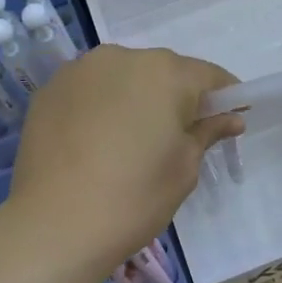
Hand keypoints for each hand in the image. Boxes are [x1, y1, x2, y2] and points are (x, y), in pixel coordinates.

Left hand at [6, 45, 241, 277]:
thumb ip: (207, 132)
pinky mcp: (50, 90)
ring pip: (123, 77)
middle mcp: (122, 57)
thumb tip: (230, 118)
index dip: (225, 97)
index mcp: (165, 73)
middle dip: (177, 97)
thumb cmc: (134, 198)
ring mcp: (80, 70)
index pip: (209, 76)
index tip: (231, 118)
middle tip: (178, 136)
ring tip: (132, 140)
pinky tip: (97, 141)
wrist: (54, 225)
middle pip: (163, 71)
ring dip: (136, 98)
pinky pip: (90, 90)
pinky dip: (101, 106)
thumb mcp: (183, 168)